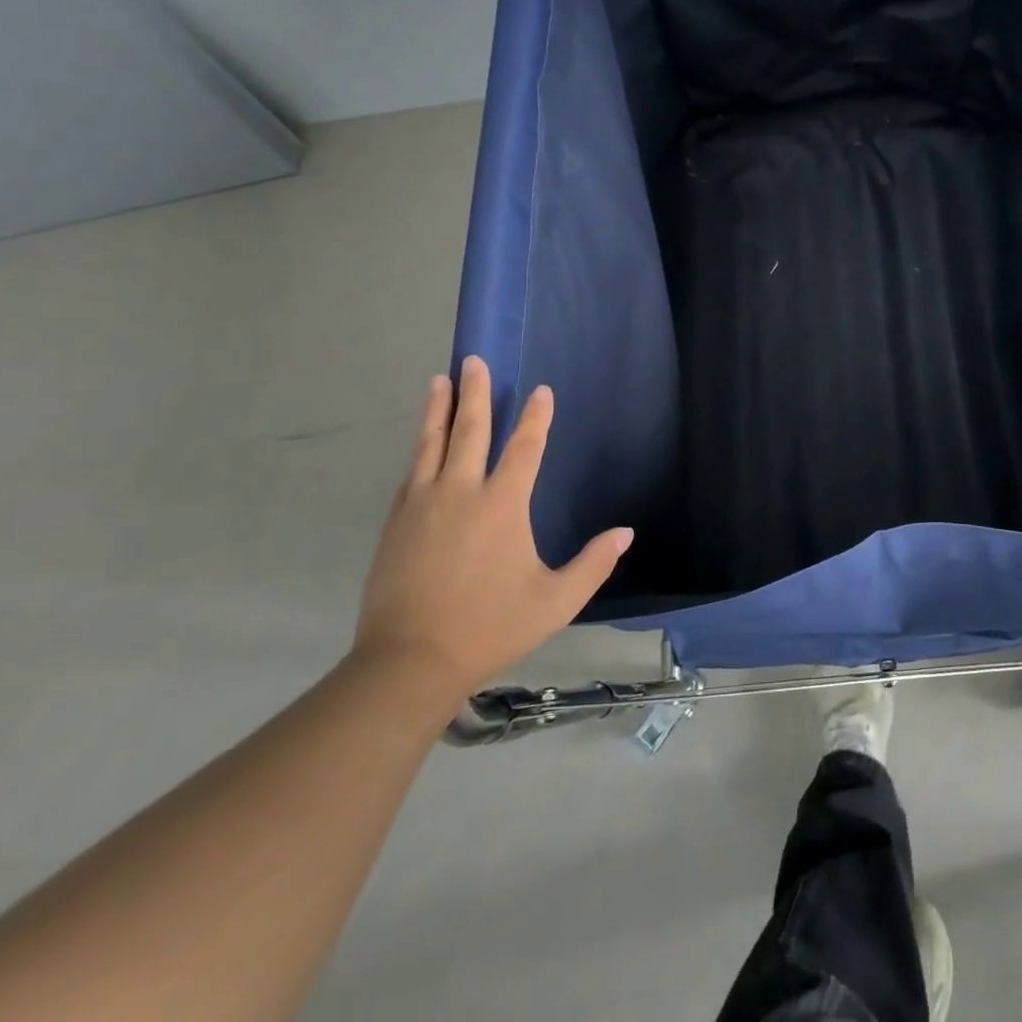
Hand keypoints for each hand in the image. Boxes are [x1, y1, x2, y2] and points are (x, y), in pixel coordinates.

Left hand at [353, 356, 632, 698]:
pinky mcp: (396, 521)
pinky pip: (412, 471)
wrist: (408, 661)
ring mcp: (423, 504)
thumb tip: (625, 533)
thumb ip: (594, 564)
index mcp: (502, 505)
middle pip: (470, 430)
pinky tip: (423, 440)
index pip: (524, 447)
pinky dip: (421, 446)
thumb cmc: (490, 627)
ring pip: (432, 443)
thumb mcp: (556, 601)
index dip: (536, 417)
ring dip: (439, 409)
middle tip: (475, 360)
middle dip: (476, 392)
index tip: (540, 391)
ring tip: (440, 379)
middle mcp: (462, 492)